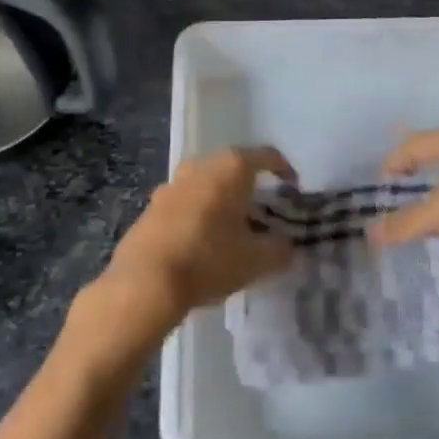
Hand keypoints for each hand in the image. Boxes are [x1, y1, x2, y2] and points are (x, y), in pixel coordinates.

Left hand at [89, 146, 297, 341]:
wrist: (145, 281)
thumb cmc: (209, 260)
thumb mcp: (256, 261)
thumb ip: (279, 249)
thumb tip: (285, 244)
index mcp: (231, 168)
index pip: (266, 156)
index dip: (283, 168)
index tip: (293, 185)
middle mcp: (201, 165)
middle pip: (233, 167)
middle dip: (249, 186)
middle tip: (263, 210)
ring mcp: (172, 182)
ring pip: (206, 183)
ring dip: (221, 199)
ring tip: (232, 227)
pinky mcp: (152, 205)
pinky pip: (185, 201)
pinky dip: (199, 213)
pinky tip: (202, 241)